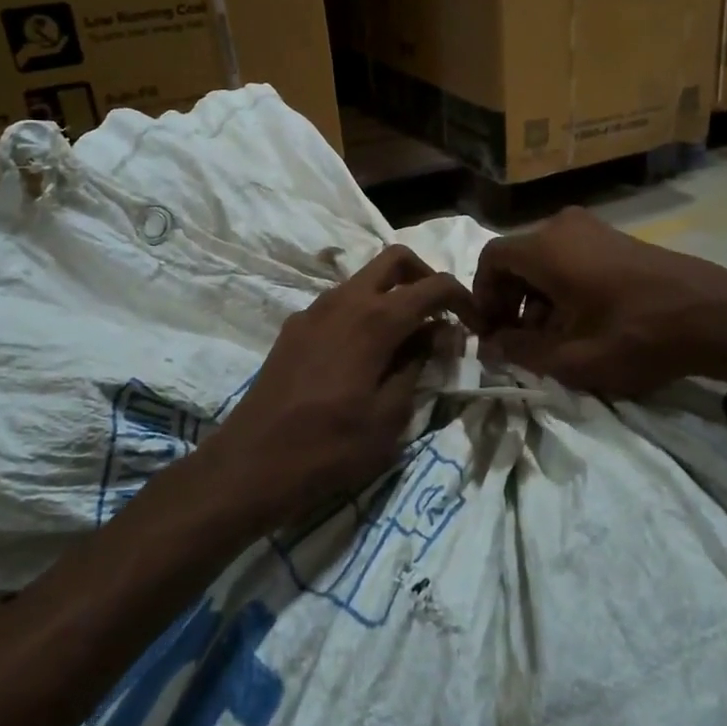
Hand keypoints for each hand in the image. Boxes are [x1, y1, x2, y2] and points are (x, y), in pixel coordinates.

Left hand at [209, 244, 475, 526]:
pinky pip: (341, 303)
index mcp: (375, 319)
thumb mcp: (390, 418)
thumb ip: (419, 366)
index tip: (477, 325)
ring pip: (365, 279)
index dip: (463, 299)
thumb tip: (438, 335)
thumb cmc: (329, 448)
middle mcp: (344, 300)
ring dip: (394, 294)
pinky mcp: (295, 327)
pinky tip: (366, 355)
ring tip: (407, 340)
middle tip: (441, 316)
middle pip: (396, 260)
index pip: (434, 286)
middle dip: (426, 277)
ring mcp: (314, 310)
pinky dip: (365, 311)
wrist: (249, 465)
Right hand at [473, 207, 726, 396]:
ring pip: (544, 261)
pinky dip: (562, 288)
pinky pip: (570, 258)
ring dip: (537, 298)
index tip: (493, 333)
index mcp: (546, 247)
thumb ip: (521, 352)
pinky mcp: (615, 239)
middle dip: (510, 302)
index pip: (490, 260)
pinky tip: (581, 323)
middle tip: (519, 342)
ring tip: (552, 340)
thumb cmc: (637, 335)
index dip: (482, 297)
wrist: (714, 315)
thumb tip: (490, 346)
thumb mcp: (573, 358)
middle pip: (517, 260)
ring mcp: (593, 229)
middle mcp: (563, 226)